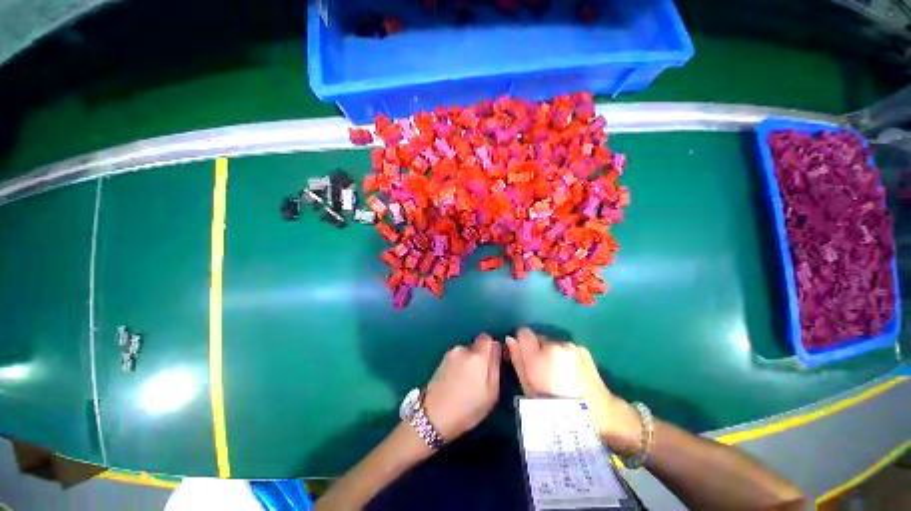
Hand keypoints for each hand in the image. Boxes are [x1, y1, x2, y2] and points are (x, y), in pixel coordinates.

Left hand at [422, 334, 500, 441]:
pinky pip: (456, 359)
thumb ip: (495, 365)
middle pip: (476, 346)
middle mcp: (462, 349)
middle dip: (479, 357)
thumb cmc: (468, 407)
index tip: (491, 363)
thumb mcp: (492, 391)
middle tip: (479, 379)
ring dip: (468, 362)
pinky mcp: (441, 361)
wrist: (435, 416)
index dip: (491, 348)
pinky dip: (458, 367)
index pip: (487, 337)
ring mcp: (450, 354)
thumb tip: (496, 346)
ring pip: (465, 353)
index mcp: (477, 355)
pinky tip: (455, 383)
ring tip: (465, 384)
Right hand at [506, 327, 642, 454]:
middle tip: (544, 370)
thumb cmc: (555, 406)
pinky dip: (566, 355)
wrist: (598, 414)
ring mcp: (570, 345)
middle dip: (539, 349)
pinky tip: (573, 373)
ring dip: (553, 352)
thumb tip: (510, 339)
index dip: (522, 343)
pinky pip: (566, 347)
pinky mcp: (583, 348)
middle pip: (539, 338)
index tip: (525, 356)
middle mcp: (554, 345)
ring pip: (553, 343)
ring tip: (561, 374)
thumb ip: (518, 360)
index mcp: (538, 356)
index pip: (523, 333)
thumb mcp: (528, 387)